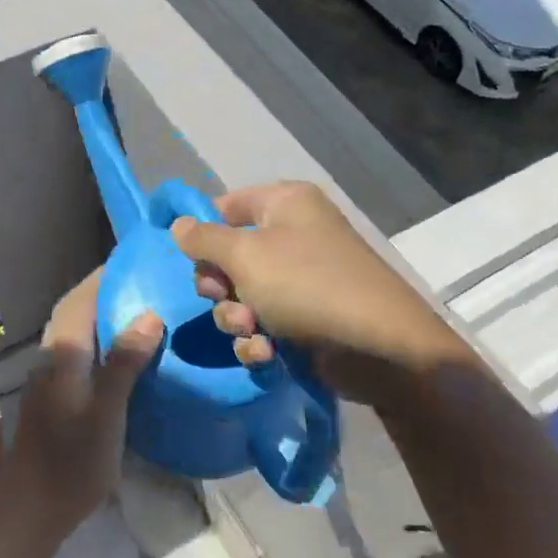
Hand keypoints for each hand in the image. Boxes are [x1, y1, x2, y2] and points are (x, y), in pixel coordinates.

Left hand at [0, 270, 161, 546]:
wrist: (32, 511)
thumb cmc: (72, 461)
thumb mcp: (107, 412)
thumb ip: (124, 362)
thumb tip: (149, 314)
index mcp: (63, 353)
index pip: (81, 299)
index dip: (103, 276)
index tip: (133, 259)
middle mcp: (52, 356)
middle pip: (75, 310)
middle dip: (103, 290)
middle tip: (143, 280)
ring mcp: (50, 377)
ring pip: (75, 330)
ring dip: (100, 312)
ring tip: (139, 306)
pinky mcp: (55, 395)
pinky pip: (79, 350)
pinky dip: (99, 337)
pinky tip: (123, 350)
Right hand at [171, 182, 466, 399]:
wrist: (379, 347)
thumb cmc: (307, 285)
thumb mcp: (246, 255)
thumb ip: (204, 239)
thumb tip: (178, 224)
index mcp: (284, 204)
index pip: (225, 206)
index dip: (203, 232)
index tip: (187, 259)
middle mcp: (293, 235)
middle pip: (230, 256)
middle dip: (221, 287)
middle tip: (225, 299)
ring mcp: (301, 279)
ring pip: (243, 296)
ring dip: (237, 319)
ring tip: (252, 332)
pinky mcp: (306, 318)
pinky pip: (265, 323)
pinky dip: (260, 340)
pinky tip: (267, 354)